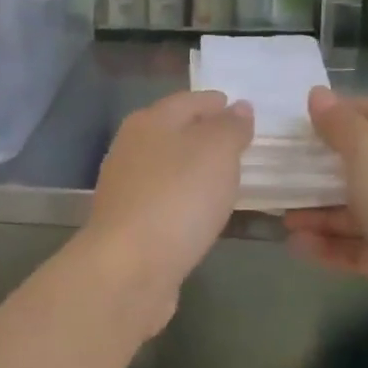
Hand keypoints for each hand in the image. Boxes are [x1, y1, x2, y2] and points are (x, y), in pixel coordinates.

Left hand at [79, 90, 253, 331]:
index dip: (216, 103)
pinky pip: (165, 200)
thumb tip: (238, 108)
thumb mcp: (216, 151)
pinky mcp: (129, 224)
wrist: (130, 267)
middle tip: (241, 145)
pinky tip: (202, 211)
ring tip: (228, 177)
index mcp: (149, 122)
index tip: (242, 110)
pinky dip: (185, 199)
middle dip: (205, 135)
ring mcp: (126, 188)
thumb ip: (230, 127)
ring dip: (195, 169)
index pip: (188, 101)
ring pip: (168, 168)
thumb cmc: (178, 197)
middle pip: (174, 132)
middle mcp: (131, 149)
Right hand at [284, 88, 367, 347]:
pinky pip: (361, 246)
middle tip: (284, 168)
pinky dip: (331, 244)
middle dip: (324, 168)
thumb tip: (318, 95)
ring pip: (362, 208)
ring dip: (321, 212)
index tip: (300, 119)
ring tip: (283, 216)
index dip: (343, 111)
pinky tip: (297, 245)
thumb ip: (341, 124)